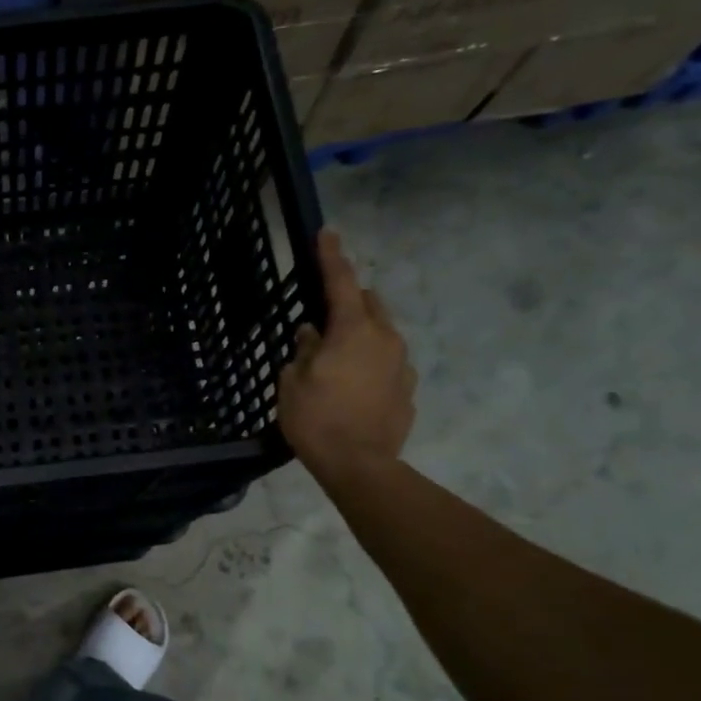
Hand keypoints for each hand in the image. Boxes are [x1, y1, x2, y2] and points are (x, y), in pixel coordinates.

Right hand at [278, 231, 416, 487]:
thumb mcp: (293, 382)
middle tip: (325, 314)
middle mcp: (385, 339)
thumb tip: (312, 334)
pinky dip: (370, 365)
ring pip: (381, 334)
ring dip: (361, 335)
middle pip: (368, 304)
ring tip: (337, 358)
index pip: (340, 283)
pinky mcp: (407, 391)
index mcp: (353, 330)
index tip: (327, 233)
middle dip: (349, 300)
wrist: (360, 466)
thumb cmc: (316, 419)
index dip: (331, 257)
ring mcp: (401, 365)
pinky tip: (353, 387)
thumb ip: (303, 350)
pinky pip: (387, 365)